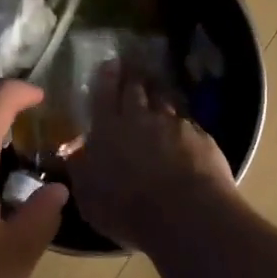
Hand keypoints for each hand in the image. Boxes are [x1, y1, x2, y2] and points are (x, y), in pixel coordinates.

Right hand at [68, 64, 235, 252]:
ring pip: (164, 101)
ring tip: (157, 92)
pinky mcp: (201, 137)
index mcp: (108, 130)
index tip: (110, 63)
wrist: (185, 214)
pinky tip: (184, 130)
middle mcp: (140, 119)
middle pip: (136, 89)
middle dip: (133, 77)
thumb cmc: (127, 210)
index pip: (104, 94)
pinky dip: (182, 123)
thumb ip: (82, 173)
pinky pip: (188, 123)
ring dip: (158, 95)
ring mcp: (174, 125)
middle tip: (133, 68)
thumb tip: (75, 156)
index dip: (107, 77)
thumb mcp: (90, 198)